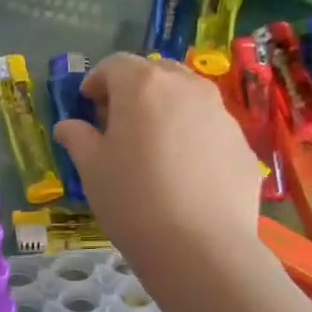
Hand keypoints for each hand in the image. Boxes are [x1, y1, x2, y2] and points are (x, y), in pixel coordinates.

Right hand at [53, 53, 266, 286]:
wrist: (200, 246)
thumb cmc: (132, 200)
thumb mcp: (92, 169)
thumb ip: (78, 138)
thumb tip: (68, 126)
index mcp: (143, 86)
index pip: (114, 65)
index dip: (96, 82)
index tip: (87, 105)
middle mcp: (187, 87)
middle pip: (156, 73)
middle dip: (133, 90)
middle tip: (118, 124)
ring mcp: (221, 114)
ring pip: (187, 98)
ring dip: (166, 111)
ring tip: (153, 148)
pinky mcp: (242, 144)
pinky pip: (209, 128)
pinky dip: (192, 138)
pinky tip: (183, 175)